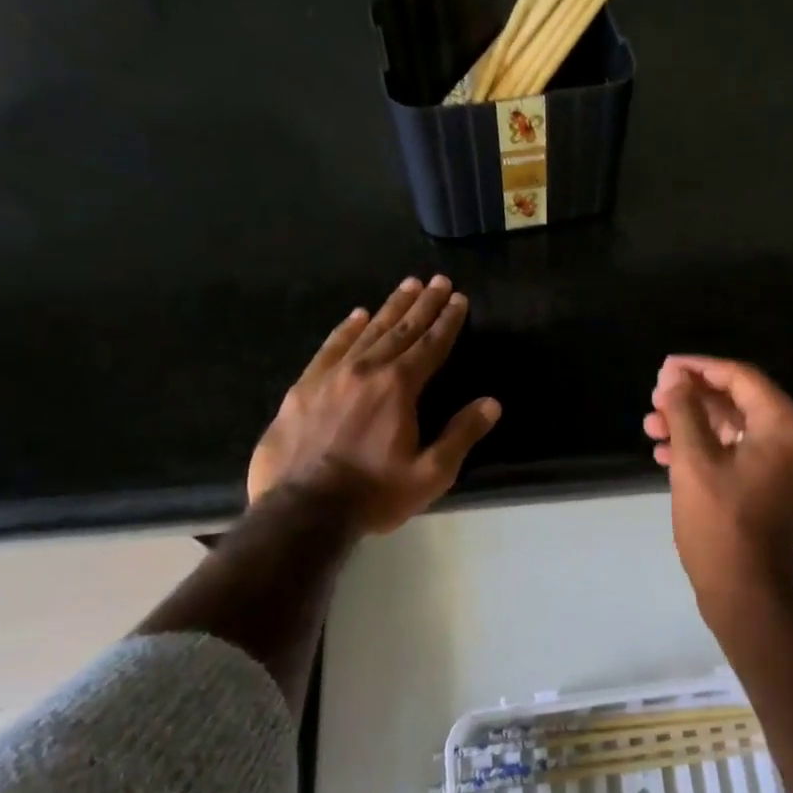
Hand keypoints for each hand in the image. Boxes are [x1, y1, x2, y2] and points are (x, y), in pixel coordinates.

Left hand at [248, 275, 500, 531]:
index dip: (448, 321)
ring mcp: (330, 375)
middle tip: (439, 280)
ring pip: (368, 331)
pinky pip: (330, 347)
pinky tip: (357, 315)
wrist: (301, 512)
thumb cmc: (373, 494)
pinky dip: (347, 328)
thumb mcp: (430, 474)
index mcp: (399, 387)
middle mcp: (366, 370)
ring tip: (408, 285)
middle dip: (424, 304)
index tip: (459, 299)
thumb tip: (491, 403)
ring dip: (391, 307)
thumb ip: (461, 435)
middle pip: (401, 330)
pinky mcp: (303, 387)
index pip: (431, 345)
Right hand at [644, 356, 792, 614]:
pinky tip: (665, 453)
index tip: (663, 368)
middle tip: (654, 399)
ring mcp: (784, 463)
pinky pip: (737, 450)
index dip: (699, 368)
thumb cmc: (721, 525)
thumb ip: (684, 412)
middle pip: (737, 399)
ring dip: (692, 423)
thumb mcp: (695, 462)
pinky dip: (704, 447)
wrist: (746, 594)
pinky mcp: (771, 483)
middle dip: (692, 398)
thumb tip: (673, 378)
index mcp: (785, 425)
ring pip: (733, 426)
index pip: (740, 377)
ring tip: (650, 426)